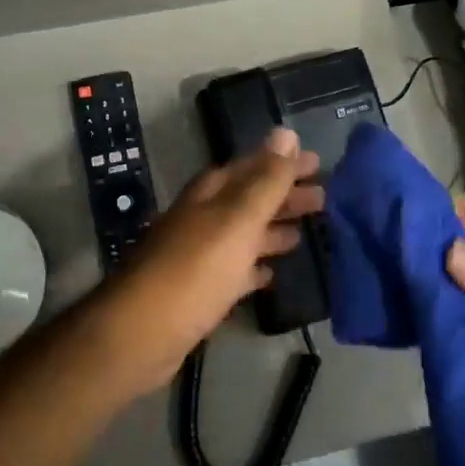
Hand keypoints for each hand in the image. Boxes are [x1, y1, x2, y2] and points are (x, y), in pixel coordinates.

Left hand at [92, 129, 322, 395]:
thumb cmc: (195, 270)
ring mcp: (200, 254)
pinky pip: (235, 271)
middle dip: (285, 196)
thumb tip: (286, 132)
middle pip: (251, 199)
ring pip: (244, 234)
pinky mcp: (199, 290)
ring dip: (274, 230)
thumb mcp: (238, 220)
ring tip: (305, 232)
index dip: (285, 163)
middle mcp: (204, 217)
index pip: (255, 166)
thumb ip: (266, 180)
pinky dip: (254, 268)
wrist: (141, 333)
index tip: (318, 163)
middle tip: (323, 198)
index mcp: (212, 194)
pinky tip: (271, 274)